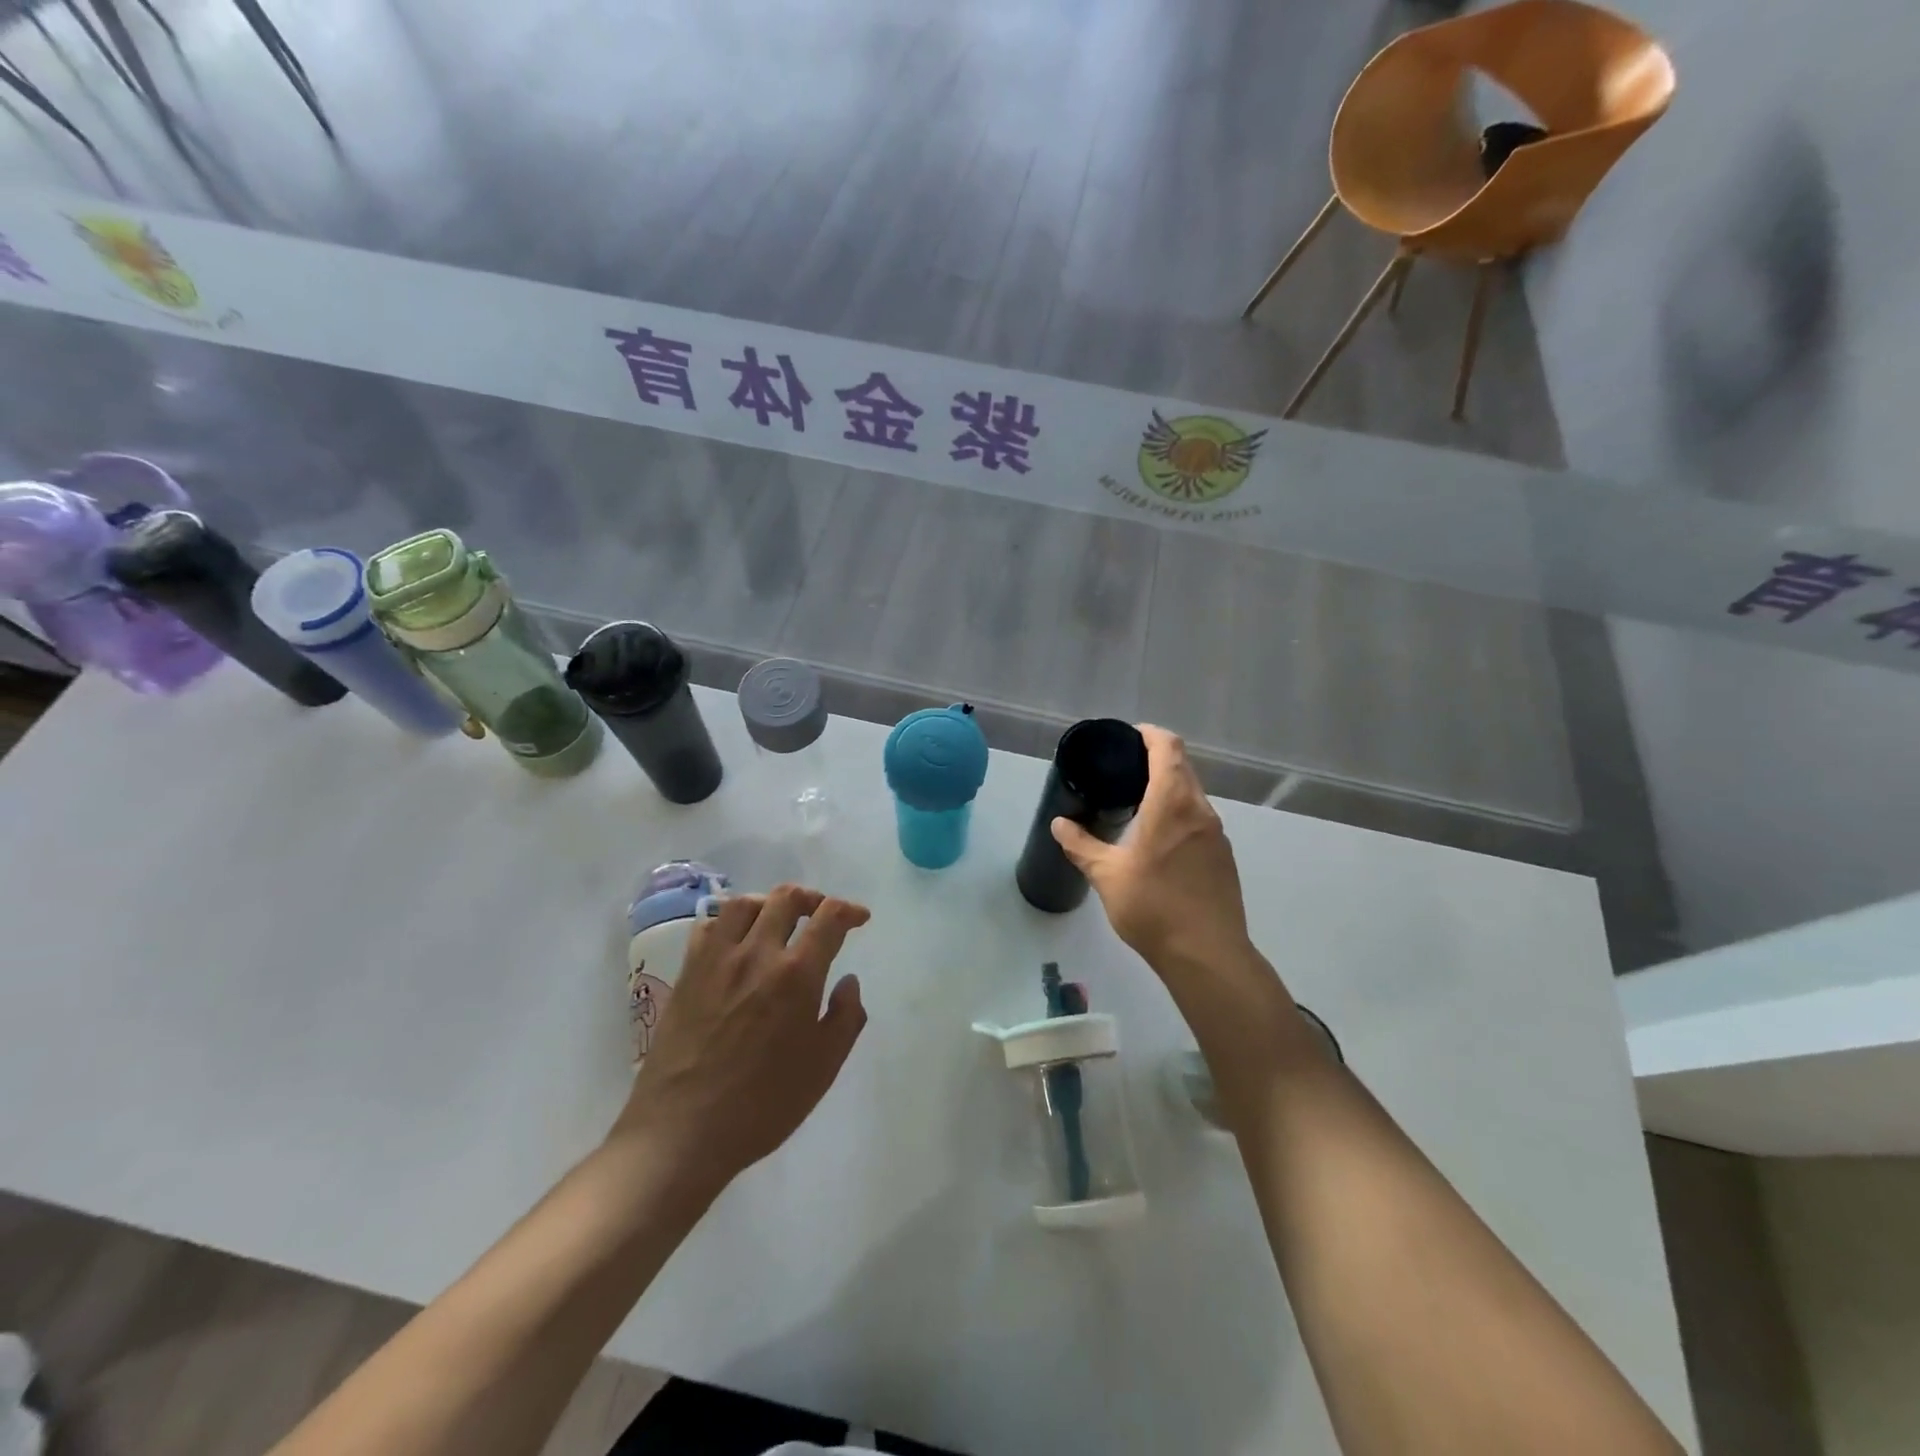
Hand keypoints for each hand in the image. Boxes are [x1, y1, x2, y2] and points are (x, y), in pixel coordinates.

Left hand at [612, 885, 870, 1192]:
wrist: (683, 1131)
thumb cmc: (762, 1105)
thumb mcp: (823, 1068)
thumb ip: (846, 1018)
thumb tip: (848, 981)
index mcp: (797, 974)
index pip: (829, 917)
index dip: (849, 910)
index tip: (859, 919)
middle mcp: (757, 953)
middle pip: (786, 898)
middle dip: (812, 898)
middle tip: (821, 916)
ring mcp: (717, 960)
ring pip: (745, 903)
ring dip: (769, 903)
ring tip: (779, 920)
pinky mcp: (688, 972)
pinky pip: (709, 925)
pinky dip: (729, 920)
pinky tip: (737, 940)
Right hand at [1052, 726, 1248, 965]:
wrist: (1207, 955)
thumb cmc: (1154, 908)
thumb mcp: (1107, 876)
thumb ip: (1081, 845)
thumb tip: (1059, 824)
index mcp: (1172, 804)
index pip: (1168, 748)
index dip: (1149, 734)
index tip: (1128, 737)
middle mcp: (1200, 810)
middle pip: (1183, 767)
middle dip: (1156, 758)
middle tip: (1123, 768)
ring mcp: (1216, 834)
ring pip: (1193, 794)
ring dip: (1169, 787)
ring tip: (1137, 801)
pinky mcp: (1223, 856)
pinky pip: (1199, 818)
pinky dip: (1179, 812)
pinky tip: (1158, 838)